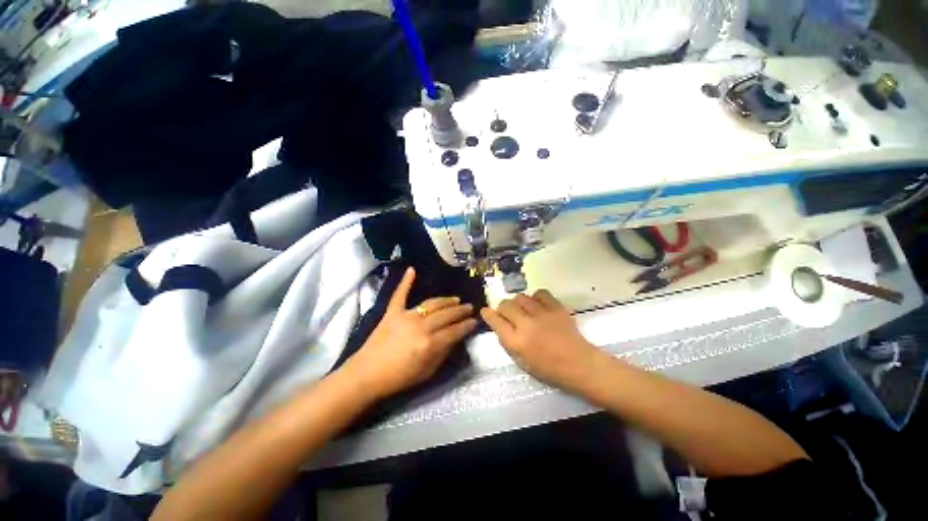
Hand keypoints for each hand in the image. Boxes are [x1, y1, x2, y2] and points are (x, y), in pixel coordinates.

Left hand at [342, 267, 477, 400]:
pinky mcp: (392, 312)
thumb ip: (443, 353)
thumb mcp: (427, 372)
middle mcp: (421, 326)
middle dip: (461, 311)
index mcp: (430, 343)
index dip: (467, 325)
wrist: (366, 374)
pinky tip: (412, 269)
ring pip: (431, 304)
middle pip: (447, 315)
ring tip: (456, 299)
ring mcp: (406, 316)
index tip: (475, 321)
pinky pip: (400, 294)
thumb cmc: (399, 377)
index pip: (455, 330)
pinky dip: (406, 281)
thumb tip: (455, 338)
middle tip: (469, 307)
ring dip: (446, 300)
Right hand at [480, 290, 601, 393]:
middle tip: (507, 313)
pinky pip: (539, 293)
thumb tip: (500, 325)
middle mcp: (526, 325)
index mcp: (516, 342)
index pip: (495, 321)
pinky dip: (535, 298)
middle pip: (505, 305)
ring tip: (523, 310)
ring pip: (520, 297)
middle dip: (502, 308)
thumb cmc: (549, 369)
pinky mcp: (556, 307)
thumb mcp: (521, 362)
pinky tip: (538, 305)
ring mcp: (542, 314)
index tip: (485, 311)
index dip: (488, 314)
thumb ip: (508, 341)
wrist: (579, 364)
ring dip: (518, 303)